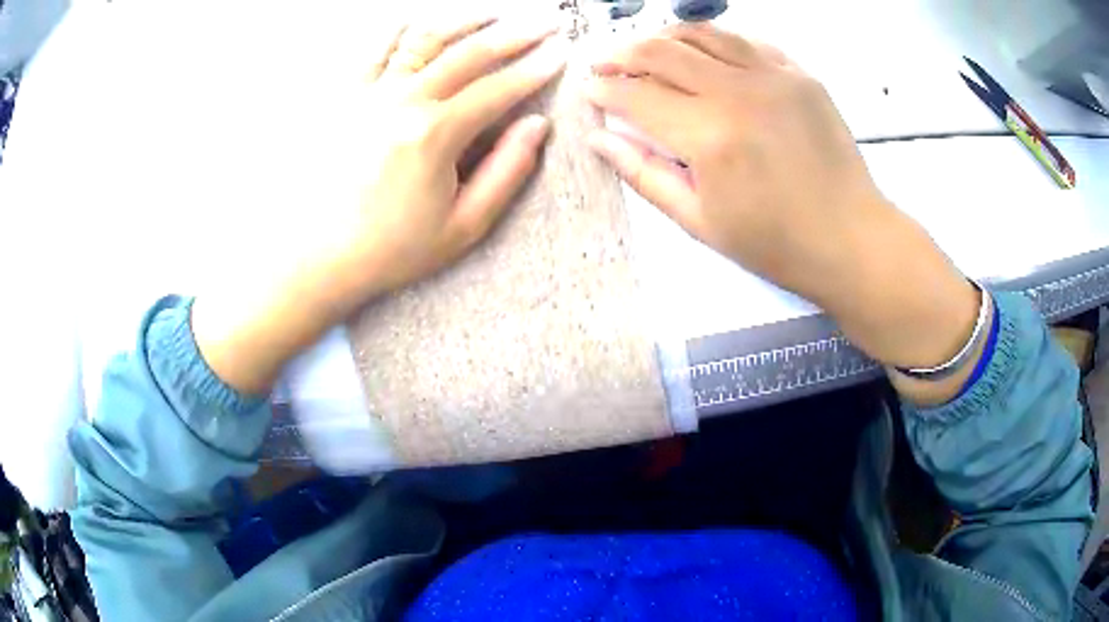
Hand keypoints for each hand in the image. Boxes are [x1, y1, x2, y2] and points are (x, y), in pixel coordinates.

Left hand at [193, 16, 566, 394]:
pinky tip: (425, 23)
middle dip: (515, 33)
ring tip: (495, 13)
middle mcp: (402, 102)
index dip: (537, 69)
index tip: (561, 53)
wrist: (317, 257)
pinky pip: (376, 47)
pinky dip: (404, 28)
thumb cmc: (389, 249)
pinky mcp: (344, 96)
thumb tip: (537, 126)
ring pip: (426, 38)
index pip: (500, 89)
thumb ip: (507, 172)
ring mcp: (369, 94)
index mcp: (435, 135)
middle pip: (470, 52)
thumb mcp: (462, 226)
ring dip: (466, 20)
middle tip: (544, 23)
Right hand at [587, 24, 979, 400]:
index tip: (589, 92)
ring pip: (701, 34)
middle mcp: (737, 92)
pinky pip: (745, 40)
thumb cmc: (774, 243)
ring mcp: (773, 76)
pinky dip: (714, 41)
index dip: (604, 90)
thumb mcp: (700, 222)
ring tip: (647, 53)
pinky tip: (703, 54)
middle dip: (622, 55)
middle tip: (606, 65)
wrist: (851, 238)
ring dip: (664, 38)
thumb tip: (599, 138)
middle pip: (662, 52)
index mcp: (708, 137)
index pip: (636, 96)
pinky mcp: (799, 74)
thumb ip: (644, 173)